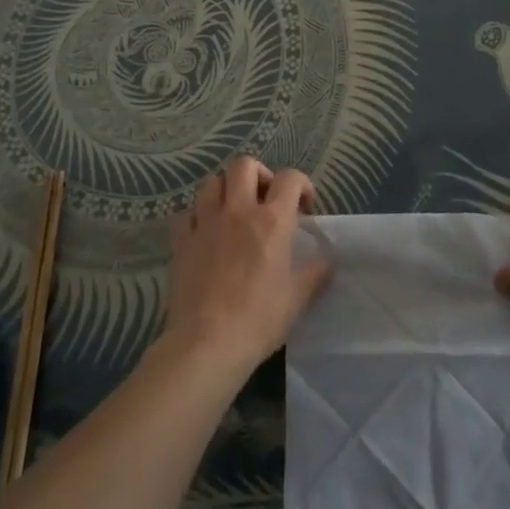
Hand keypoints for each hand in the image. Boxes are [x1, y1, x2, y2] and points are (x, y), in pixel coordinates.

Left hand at [163, 156, 331, 373]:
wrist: (206, 343)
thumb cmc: (259, 319)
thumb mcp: (298, 299)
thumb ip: (315, 274)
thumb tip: (328, 260)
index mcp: (271, 221)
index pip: (290, 178)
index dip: (301, 184)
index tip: (304, 206)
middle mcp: (237, 211)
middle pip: (244, 165)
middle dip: (259, 174)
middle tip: (266, 199)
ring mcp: (205, 223)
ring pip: (211, 182)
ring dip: (225, 189)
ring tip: (233, 211)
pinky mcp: (181, 241)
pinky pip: (186, 214)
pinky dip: (196, 217)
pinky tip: (204, 233)